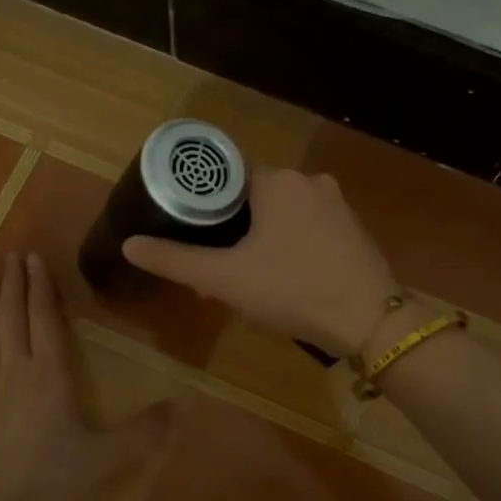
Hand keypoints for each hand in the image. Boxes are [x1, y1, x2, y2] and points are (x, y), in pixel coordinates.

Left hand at [0, 252, 172, 500]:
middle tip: (12, 254)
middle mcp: (17, 372)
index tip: (35, 258)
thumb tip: (180, 406)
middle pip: (14, 318)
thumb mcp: (108, 456)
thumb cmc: (52, 479)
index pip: (45, 319)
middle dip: (14, 284)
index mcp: (51, 375)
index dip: (41, 287)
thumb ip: (144, 431)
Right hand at [122, 168, 399, 355]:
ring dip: (260, 240)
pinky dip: (290, 246)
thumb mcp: (225, 278)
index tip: (191, 235)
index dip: (204, 206)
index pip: (226, 178)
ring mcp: (337, 205)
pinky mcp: (353, 229)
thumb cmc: (293, 290)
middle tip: (215, 266)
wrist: (370, 322)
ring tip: (246, 278)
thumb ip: (175, 260)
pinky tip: (285, 279)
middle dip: (232, 229)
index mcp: (277, 181)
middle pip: (255, 197)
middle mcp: (310, 181)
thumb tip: (130, 245)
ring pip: (283, 215)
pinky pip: (308, 229)